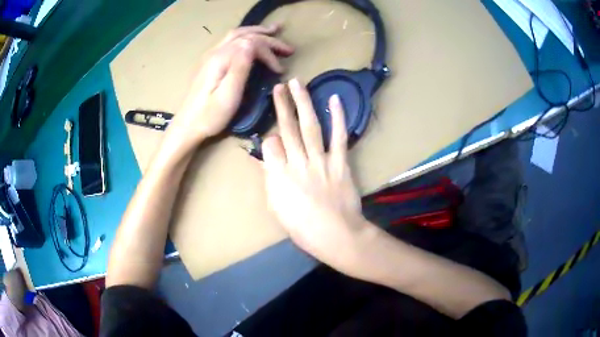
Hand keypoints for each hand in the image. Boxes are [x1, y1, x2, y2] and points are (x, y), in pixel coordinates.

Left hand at [168, 25, 294, 147]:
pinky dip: (246, 35)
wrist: (187, 125)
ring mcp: (211, 55)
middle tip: (289, 48)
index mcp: (221, 58)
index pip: (251, 44)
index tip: (280, 70)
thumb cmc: (209, 116)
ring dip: (257, 32)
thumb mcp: (228, 95)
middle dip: (269, 39)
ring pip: (237, 34)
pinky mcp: (210, 62)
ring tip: (274, 31)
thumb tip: (252, 43)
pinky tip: (252, 39)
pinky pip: (230, 40)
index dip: (269, 53)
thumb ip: (240, 67)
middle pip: (245, 35)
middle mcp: (215, 52)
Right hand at [262, 78, 369, 275]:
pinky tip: (334, 100)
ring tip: (297, 84)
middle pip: (287, 128)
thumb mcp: (277, 208)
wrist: (336, 235)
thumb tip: (268, 161)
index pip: (270, 145)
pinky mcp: (340, 163)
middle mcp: (298, 163)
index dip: (270, 139)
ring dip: (303, 103)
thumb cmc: (302, 228)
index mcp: (279, 176)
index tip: (273, 139)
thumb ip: (271, 180)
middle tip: (278, 86)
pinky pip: (338, 137)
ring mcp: (321, 161)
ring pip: (310, 126)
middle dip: (282, 105)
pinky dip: (337, 118)